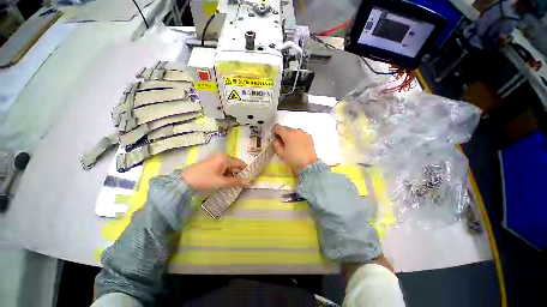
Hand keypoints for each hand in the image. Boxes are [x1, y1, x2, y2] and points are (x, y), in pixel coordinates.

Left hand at [181, 153, 248, 189]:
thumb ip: (236, 181)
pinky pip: (223, 167)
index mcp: (225, 158)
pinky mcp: (212, 163)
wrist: (183, 181)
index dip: (245, 171)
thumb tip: (248, 182)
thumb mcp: (221, 182)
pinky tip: (223, 181)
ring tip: (231, 184)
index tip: (248, 180)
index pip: (241, 163)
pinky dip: (225, 174)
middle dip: (238, 174)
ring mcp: (217, 159)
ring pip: (229, 167)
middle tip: (239, 184)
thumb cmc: (204, 180)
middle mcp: (222, 156)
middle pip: (235, 165)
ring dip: (231, 175)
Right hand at [271, 124, 317, 174]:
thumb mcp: (281, 153)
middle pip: (286, 128)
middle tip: (282, 143)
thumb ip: (276, 144)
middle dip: (282, 133)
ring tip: (291, 144)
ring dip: (290, 135)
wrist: (308, 164)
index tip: (274, 137)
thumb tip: (276, 140)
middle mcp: (296, 131)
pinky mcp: (309, 136)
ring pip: (294, 131)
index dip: (274, 131)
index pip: (278, 127)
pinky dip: (297, 137)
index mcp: (288, 134)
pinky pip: (300, 134)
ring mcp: (304, 133)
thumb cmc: (293, 159)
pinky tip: (298, 145)